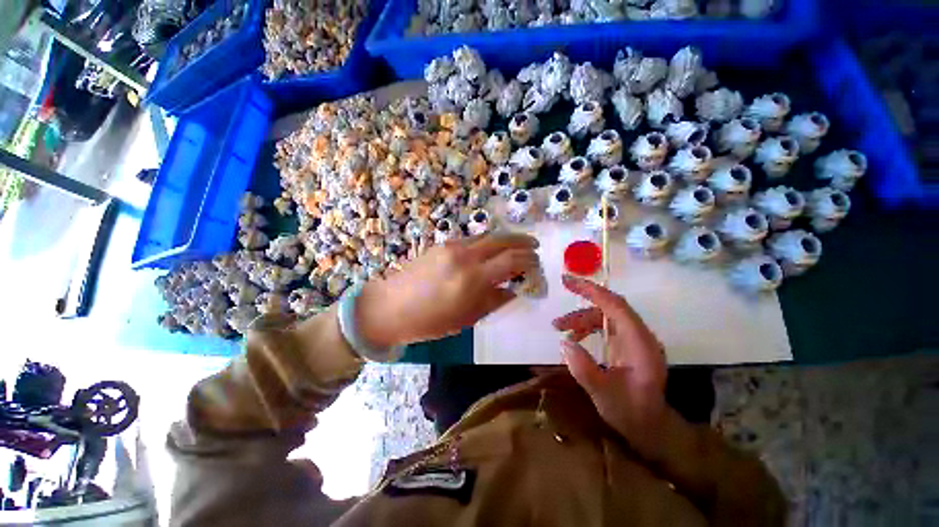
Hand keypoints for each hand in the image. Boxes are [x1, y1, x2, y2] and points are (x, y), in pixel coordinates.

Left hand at [357, 233, 539, 347]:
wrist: (390, 306)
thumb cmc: (430, 321)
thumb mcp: (467, 318)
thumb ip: (494, 301)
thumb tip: (513, 290)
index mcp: (473, 278)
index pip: (512, 260)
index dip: (529, 260)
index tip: (537, 263)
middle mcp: (465, 256)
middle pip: (502, 240)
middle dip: (522, 241)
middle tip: (534, 246)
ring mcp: (452, 247)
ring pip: (487, 236)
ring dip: (505, 239)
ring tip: (516, 245)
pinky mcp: (442, 244)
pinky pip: (472, 239)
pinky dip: (487, 242)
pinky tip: (490, 250)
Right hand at [553, 274, 669, 460]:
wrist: (651, 428)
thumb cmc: (632, 414)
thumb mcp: (604, 396)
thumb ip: (584, 368)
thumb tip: (564, 343)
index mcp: (640, 344)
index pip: (616, 306)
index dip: (592, 291)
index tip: (568, 281)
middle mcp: (640, 336)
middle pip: (609, 307)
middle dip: (583, 299)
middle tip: (562, 289)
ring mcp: (634, 340)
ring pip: (604, 317)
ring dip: (581, 319)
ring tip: (558, 327)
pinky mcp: (627, 345)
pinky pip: (604, 327)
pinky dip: (586, 329)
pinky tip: (573, 339)